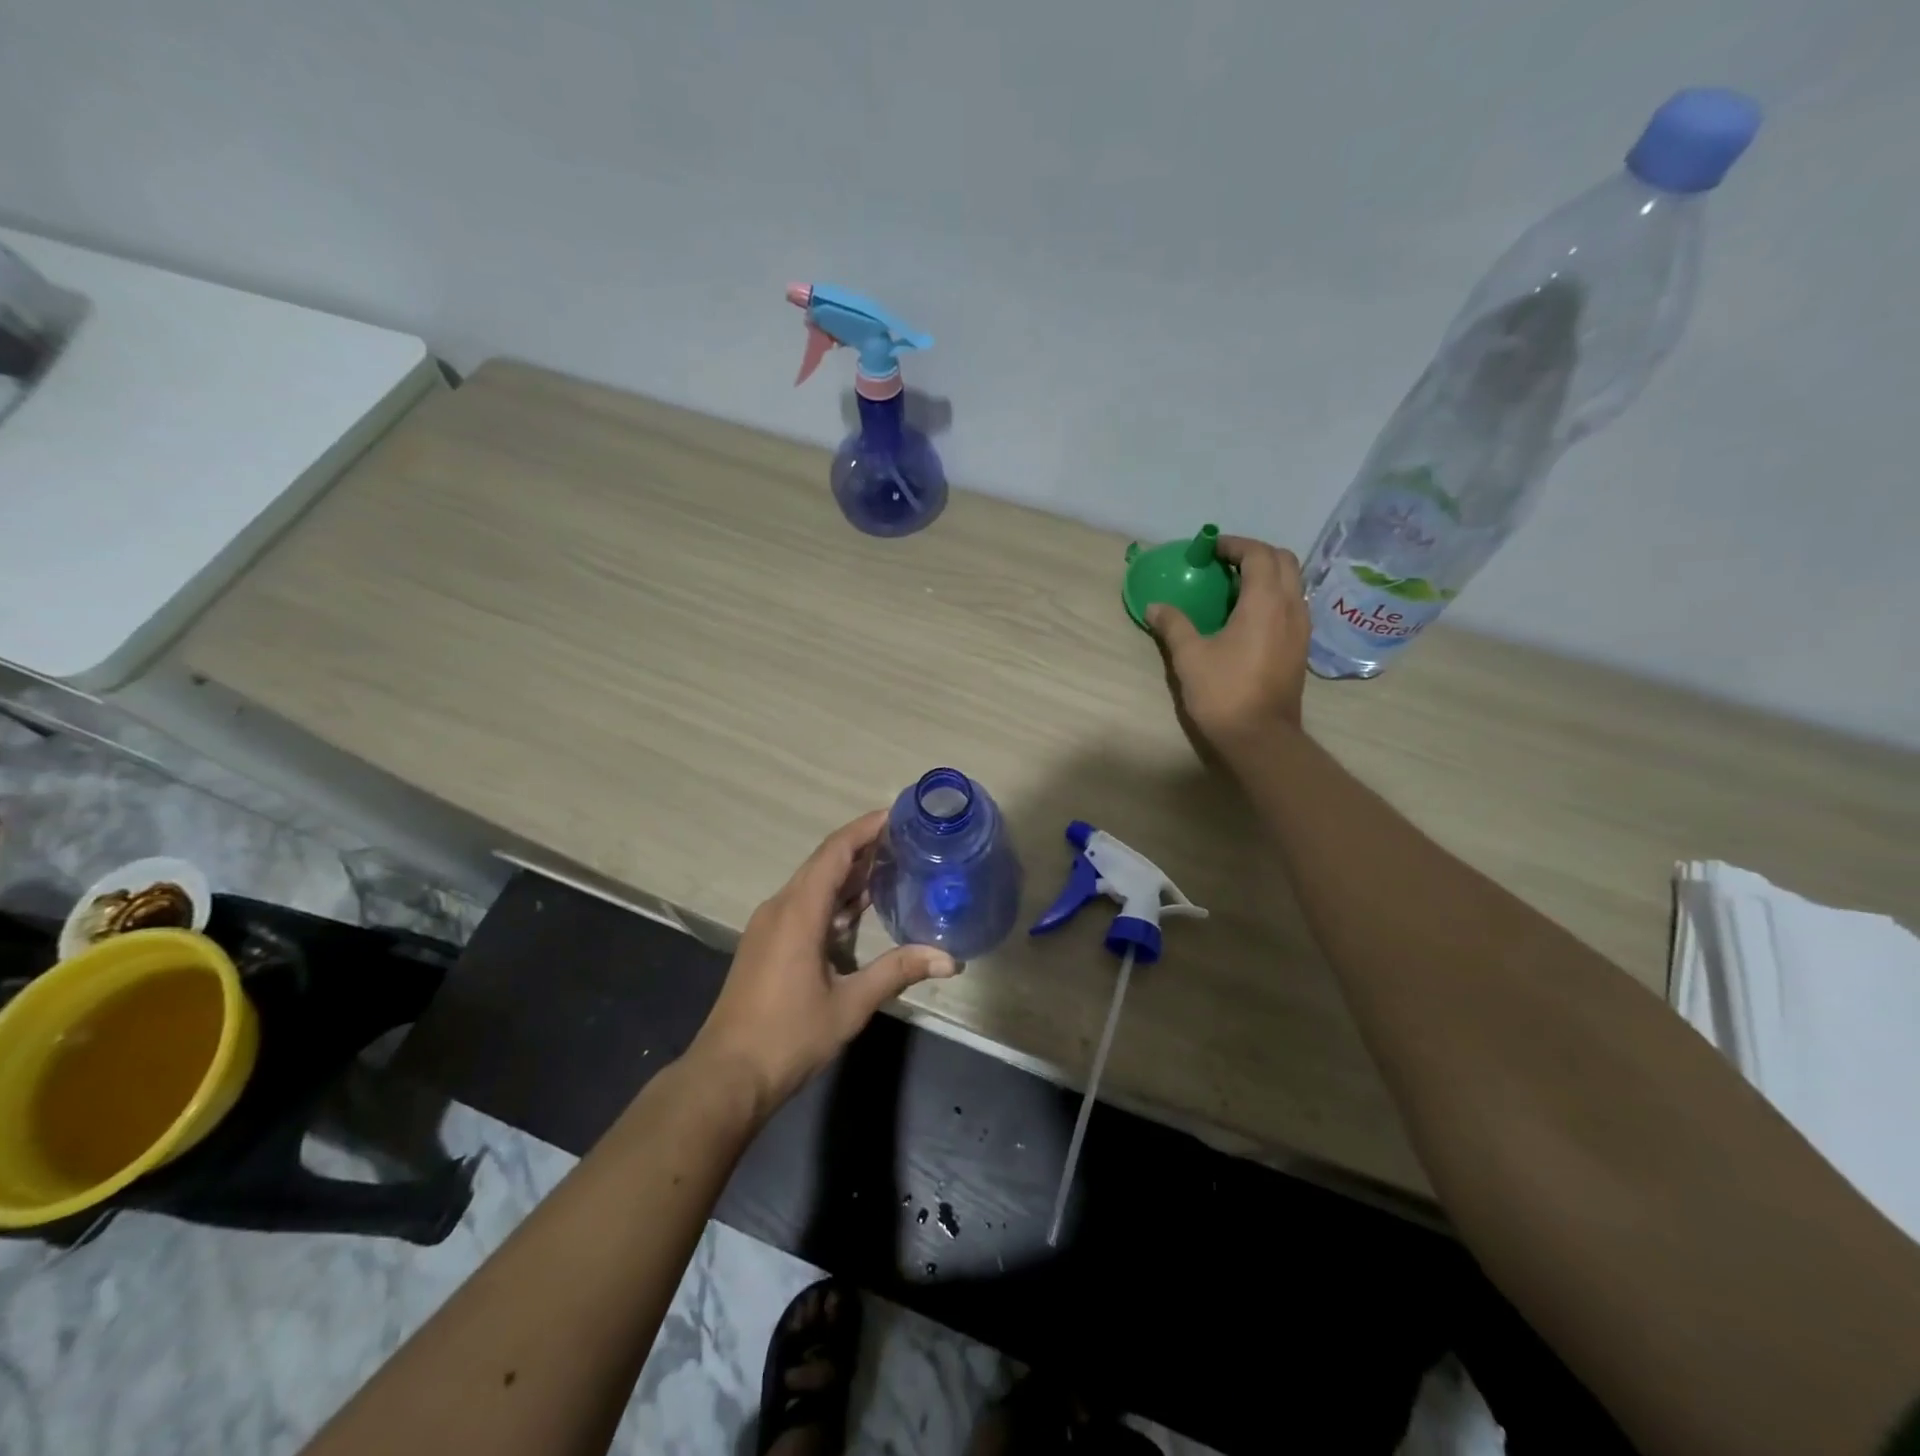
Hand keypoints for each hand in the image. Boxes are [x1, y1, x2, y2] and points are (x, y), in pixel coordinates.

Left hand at [689, 811, 957, 1115]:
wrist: (727, 1076)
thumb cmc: (788, 1036)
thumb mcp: (850, 1004)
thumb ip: (898, 972)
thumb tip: (950, 958)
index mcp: (799, 911)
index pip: (835, 852)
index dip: (865, 829)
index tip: (897, 814)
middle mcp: (780, 907)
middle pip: (824, 862)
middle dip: (863, 847)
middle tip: (905, 839)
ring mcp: (769, 925)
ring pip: (813, 884)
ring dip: (848, 873)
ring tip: (891, 865)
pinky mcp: (767, 943)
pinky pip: (804, 904)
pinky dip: (833, 898)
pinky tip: (859, 908)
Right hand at [1147, 535, 1309, 760]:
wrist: (1260, 737)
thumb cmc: (1223, 692)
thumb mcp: (1189, 657)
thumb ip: (1173, 625)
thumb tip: (1154, 607)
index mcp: (1265, 602)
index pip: (1258, 554)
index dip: (1235, 545)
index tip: (1211, 549)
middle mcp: (1291, 607)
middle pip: (1284, 561)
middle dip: (1255, 553)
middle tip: (1225, 562)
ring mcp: (1301, 628)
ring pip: (1293, 583)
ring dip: (1267, 574)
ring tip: (1236, 586)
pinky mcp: (1301, 647)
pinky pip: (1292, 605)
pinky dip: (1274, 596)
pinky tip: (1249, 615)